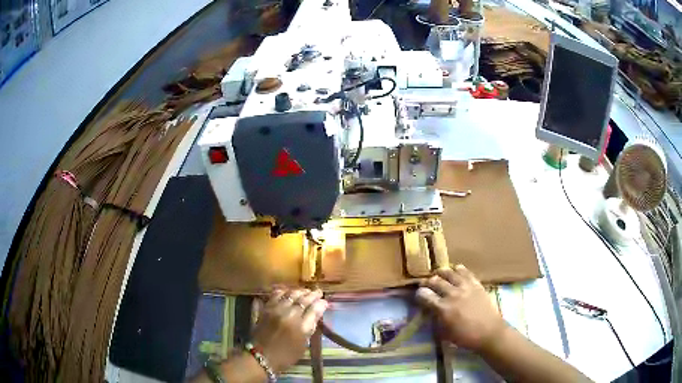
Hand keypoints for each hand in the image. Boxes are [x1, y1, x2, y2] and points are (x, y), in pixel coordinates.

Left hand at [252, 289, 327, 372]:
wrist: (261, 357)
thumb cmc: (286, 356)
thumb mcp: (303, 345)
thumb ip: (310, 328)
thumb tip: (317, 313)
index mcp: (300, 327)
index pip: (313, 310)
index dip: (320, 303)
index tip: (324, 300)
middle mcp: (288, 315)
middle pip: (302, 300)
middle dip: (311, 294)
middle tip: (318, 291)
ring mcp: (275, 310)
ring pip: (289, 295)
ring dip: (299, 291)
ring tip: (304, 291)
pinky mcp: (265, 309)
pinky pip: (275, 295)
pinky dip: (282, 291)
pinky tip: (286, 291)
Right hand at [416, 265, 506, 351]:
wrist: (490, 332)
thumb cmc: (465, 337)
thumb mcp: (445, 333)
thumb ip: (435, 319)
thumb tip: (429, 310)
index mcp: (443, 308)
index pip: (424, 295)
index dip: (419, 294)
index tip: (418, 296)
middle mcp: (452, 294)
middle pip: (435, 281)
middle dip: (427, 282)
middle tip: (426, 284)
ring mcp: (465, 286)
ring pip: (449, 272)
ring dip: (441, 273)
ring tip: (438, 275)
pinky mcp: (476, 283)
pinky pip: (464, 271)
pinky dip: (457, 269)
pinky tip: (455, 271)